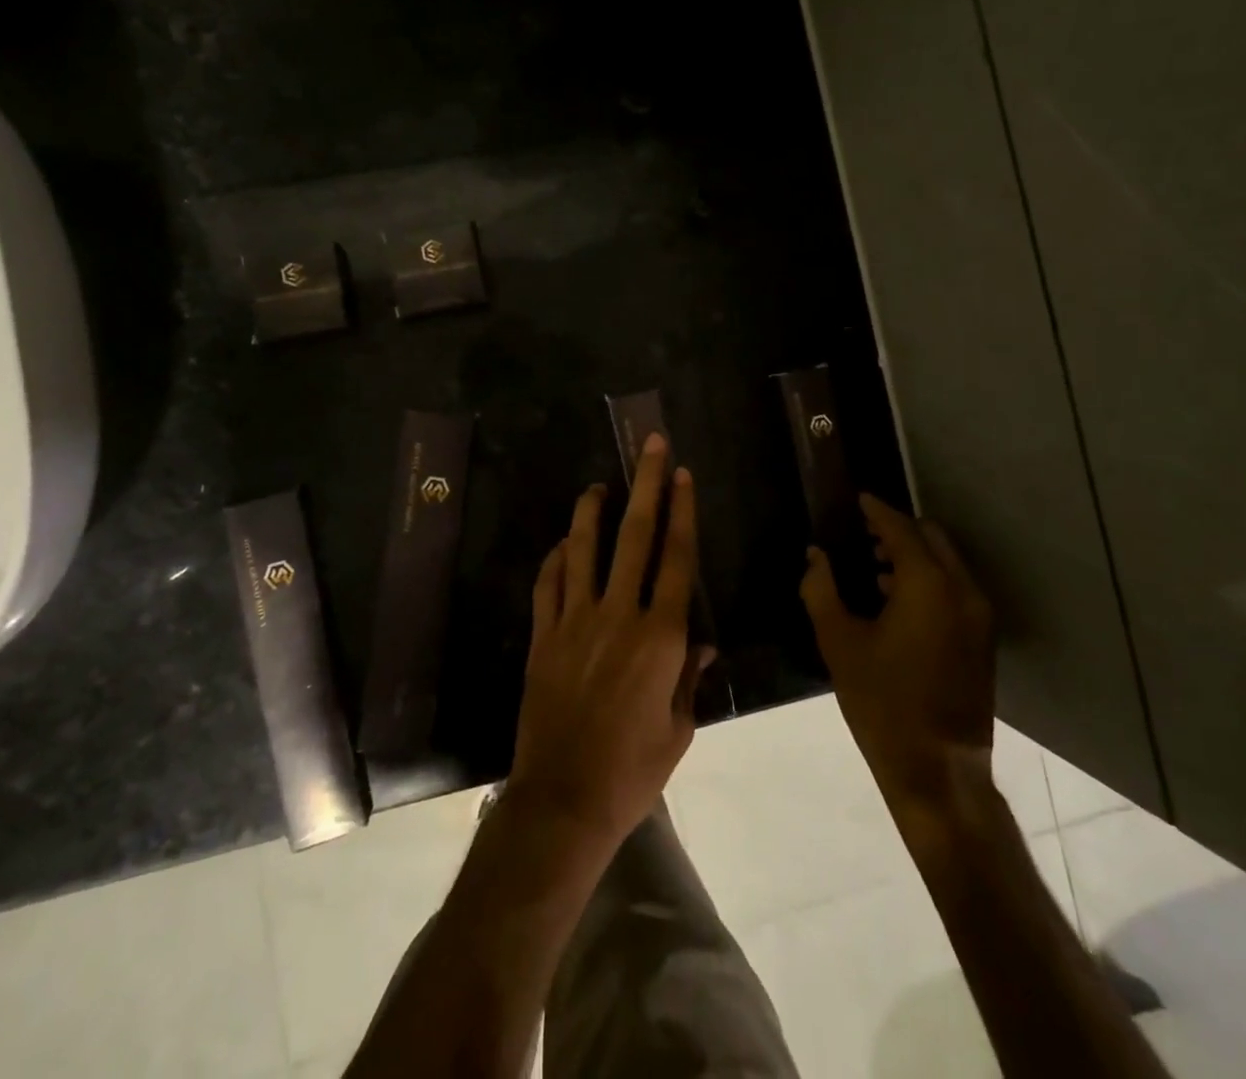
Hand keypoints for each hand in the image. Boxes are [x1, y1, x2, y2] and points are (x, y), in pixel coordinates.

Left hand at [508, 434, 712, 851]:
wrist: (564, 799)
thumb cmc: (633, 769)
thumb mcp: (678, 729)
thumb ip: (689, 678)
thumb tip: (701, 644)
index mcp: (660, 637)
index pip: (676, 559)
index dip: (682, 513)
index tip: (684, 476)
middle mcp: (618, 615)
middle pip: (635, 537)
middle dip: (647, 486)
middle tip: (651, 447)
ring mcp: (575, 621)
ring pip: (583, 550)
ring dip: (592, 512)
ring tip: (598, 485)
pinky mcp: (543, 636)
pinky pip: (548, 584)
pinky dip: (555, 559)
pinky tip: (561, 544)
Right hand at [800, 493, 995, 811]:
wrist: (937, 770)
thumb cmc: (882, 702)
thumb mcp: (839, 642)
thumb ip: (822, 589)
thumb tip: (815, 556)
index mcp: (928, 585)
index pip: (900, 529)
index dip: (876, 510)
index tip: (857, 498)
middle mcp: (962, 590)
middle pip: (931, 538)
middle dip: (898, 529)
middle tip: (861, 533)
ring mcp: (979, 617)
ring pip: (947, 563)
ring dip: (913, 555)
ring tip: (872, 566)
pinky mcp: (982, 640)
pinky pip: (955, 588)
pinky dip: (928, 579)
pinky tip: (894, 600)